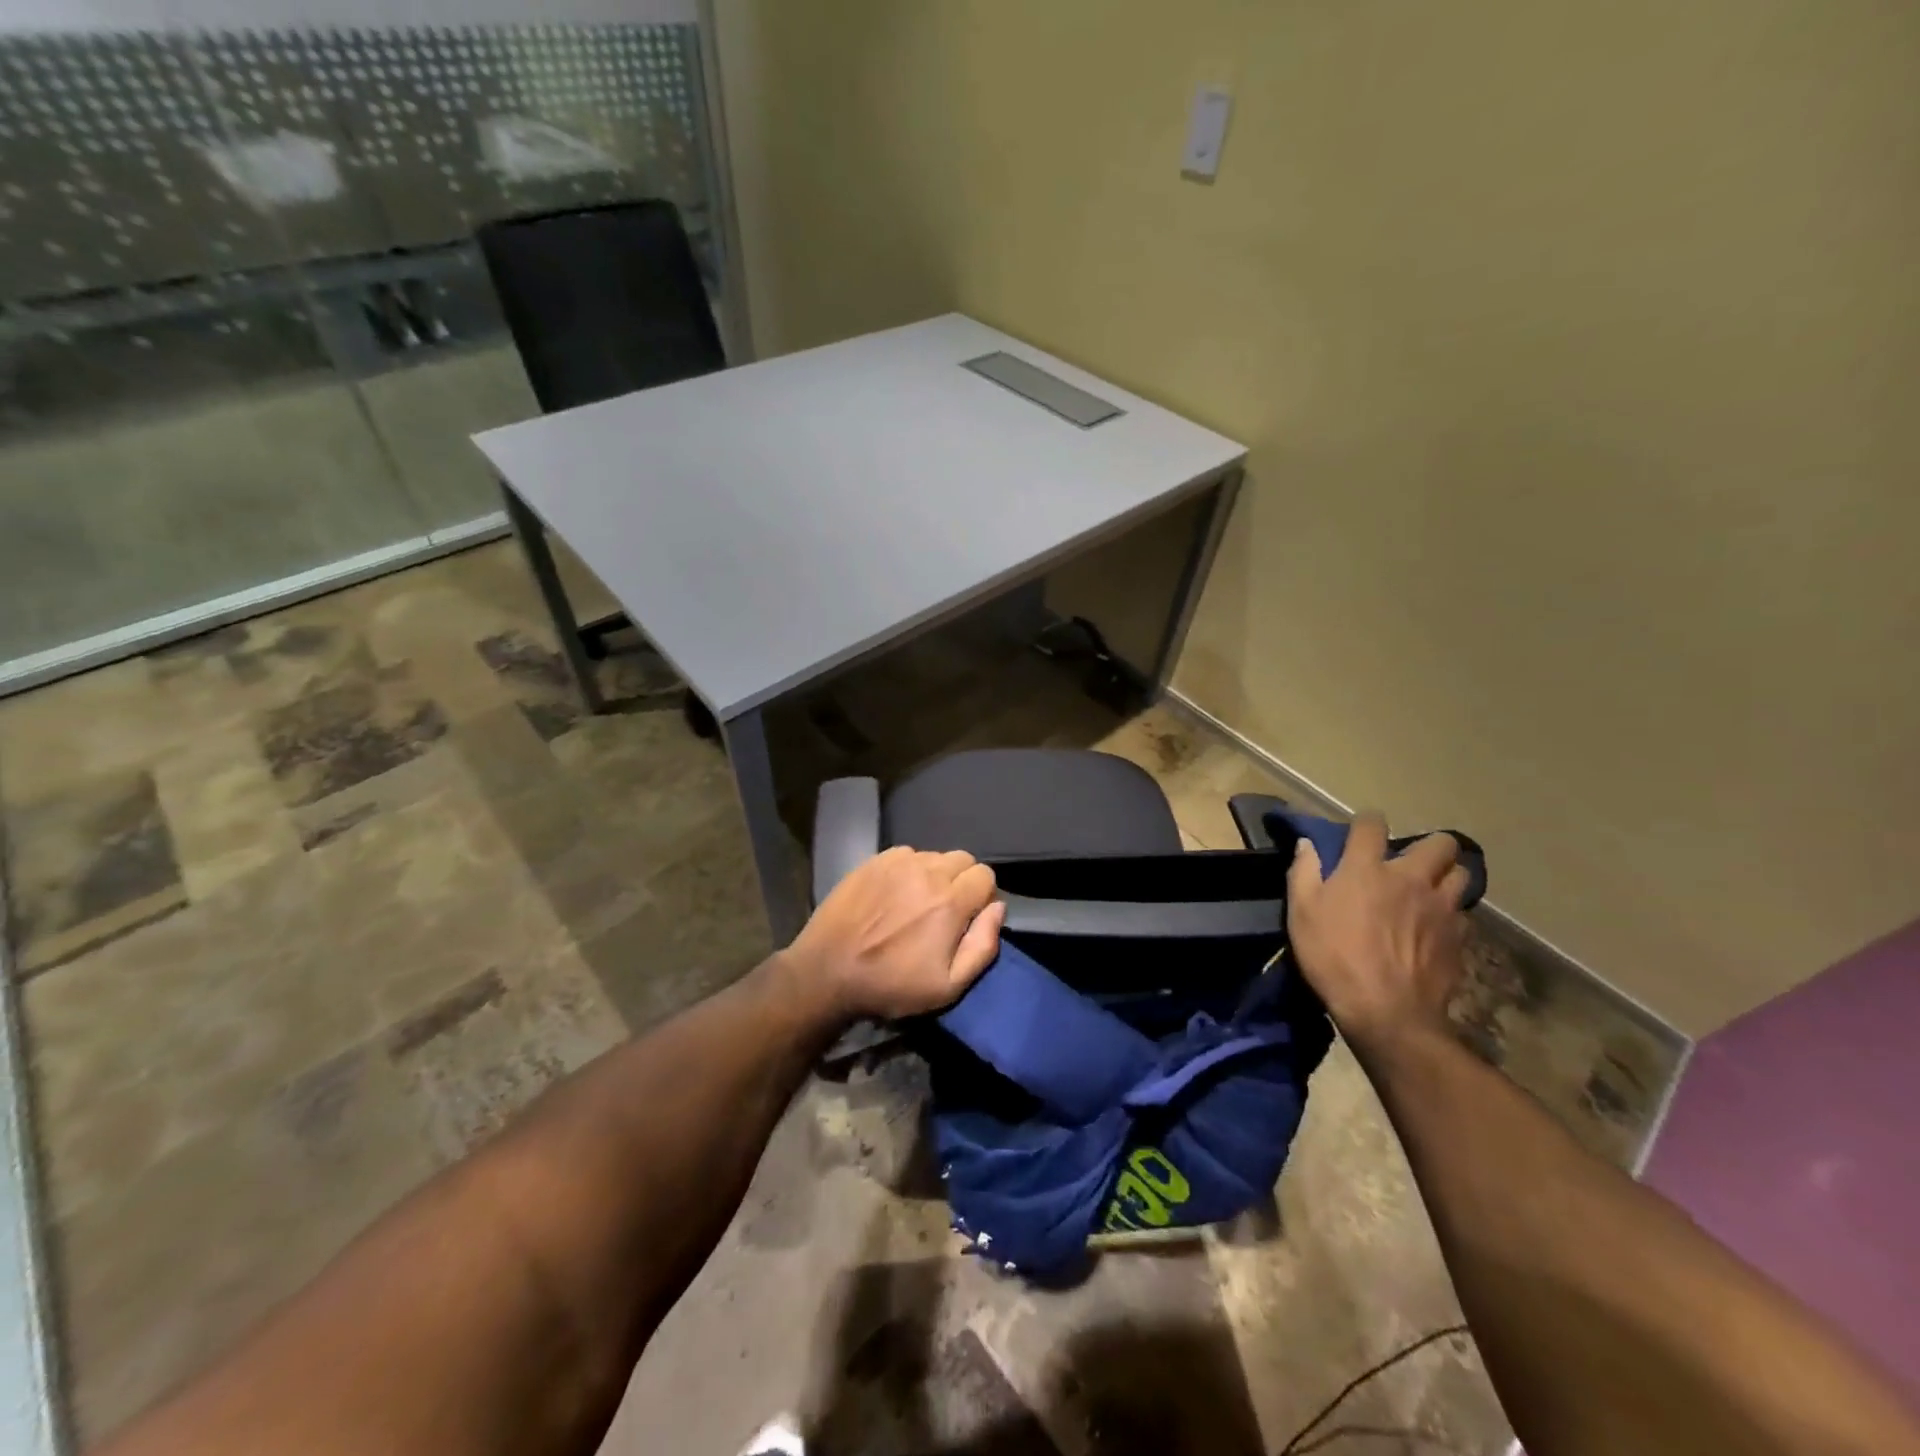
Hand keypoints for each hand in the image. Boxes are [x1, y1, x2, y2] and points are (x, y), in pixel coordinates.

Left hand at [784, 847, 1005, 1020]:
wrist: (827, 972)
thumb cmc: (890, 985)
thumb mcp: (947, 987)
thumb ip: (982, 946)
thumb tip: (997, 909)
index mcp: (950, 901)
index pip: (986, 876)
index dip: (982, 898)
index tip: (967, 920)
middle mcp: (928, 871)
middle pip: (963, 859)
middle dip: (963, 882)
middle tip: (944, 911)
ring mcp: (897, 862)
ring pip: (934, 856)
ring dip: (935, 875)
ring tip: (916, 903)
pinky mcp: (873, 860)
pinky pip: (906, 854)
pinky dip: (909, 870)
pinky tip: (894, 894)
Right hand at [1286, 814, 1471, 1052]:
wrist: (1387, 1012)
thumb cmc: (1334, 957)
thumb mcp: (1301, 913)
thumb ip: (1304, 872)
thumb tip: (1308, 844)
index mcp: (1367, 869)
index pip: (1372, 824)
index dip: (1366, 823)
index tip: (1360, 833)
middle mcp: (1411, 878)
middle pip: (1440, 843)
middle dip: (1428, 847)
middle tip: (1409, 864)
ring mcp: (1441, 908)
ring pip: (1461, 875)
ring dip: (1446, 877)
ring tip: (1429, 892)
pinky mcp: (1459, 938)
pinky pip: (1463, 914)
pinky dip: (1450, 914)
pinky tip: (1434, 929)